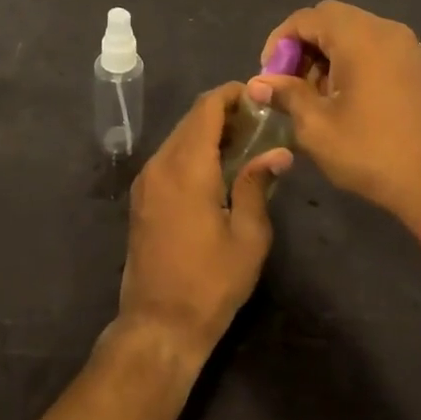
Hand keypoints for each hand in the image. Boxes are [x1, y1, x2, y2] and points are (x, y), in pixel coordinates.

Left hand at [115, 83, 291, 373]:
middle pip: (192, 119)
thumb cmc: (210, 282)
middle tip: (258, 121)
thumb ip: (257, 185)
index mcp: (187, 166)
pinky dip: (193, 150)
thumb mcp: (247, 236)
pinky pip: (169, 157)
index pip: (206, 108)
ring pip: (179, 137)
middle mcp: (161, 163)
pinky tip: (217, 168)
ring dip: (208, 131)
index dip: (232, 94)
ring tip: (244, 143)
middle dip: (223, 112)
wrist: (158, 325)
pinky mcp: (142, 197)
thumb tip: (278, 152)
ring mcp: (147, 180)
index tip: (259, 96)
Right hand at [250, 0, 420, 233]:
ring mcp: (406, 46)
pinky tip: (344, 97)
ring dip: (326, 54)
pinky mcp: (417, 65)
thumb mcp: (317, 126)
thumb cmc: (372, 152)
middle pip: (330, 19)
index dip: (279, 42)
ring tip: (313, 95)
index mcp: (359, 36)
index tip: (269, 76)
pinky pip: (374, 47)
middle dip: (302, 46)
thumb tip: (258, 84)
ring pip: (352, 32)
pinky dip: (351, 60)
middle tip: (288, 82)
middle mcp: (385, 30)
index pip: (306, 18)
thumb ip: (286, 94)